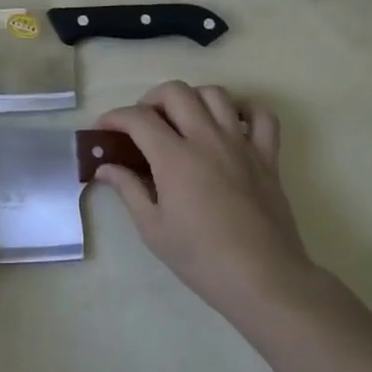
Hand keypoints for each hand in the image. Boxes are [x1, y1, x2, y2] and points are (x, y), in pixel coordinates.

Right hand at [95, 82, 314, 336]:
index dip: (115, 117)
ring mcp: (240, 144)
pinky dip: (245, 110)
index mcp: (174, 157)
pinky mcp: (268, 156)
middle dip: (151, 99)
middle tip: (143, 124)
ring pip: (215, 94)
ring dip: (193, 99)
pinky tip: (230, 124)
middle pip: (175, 92)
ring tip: (183, 120)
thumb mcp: (153, 229)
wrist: (264, 280)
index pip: (138, 118)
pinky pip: (262, 115)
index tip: (103, 129)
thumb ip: (128, 190)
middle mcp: (207, 139)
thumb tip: (105, 168)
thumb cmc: (201, 258)